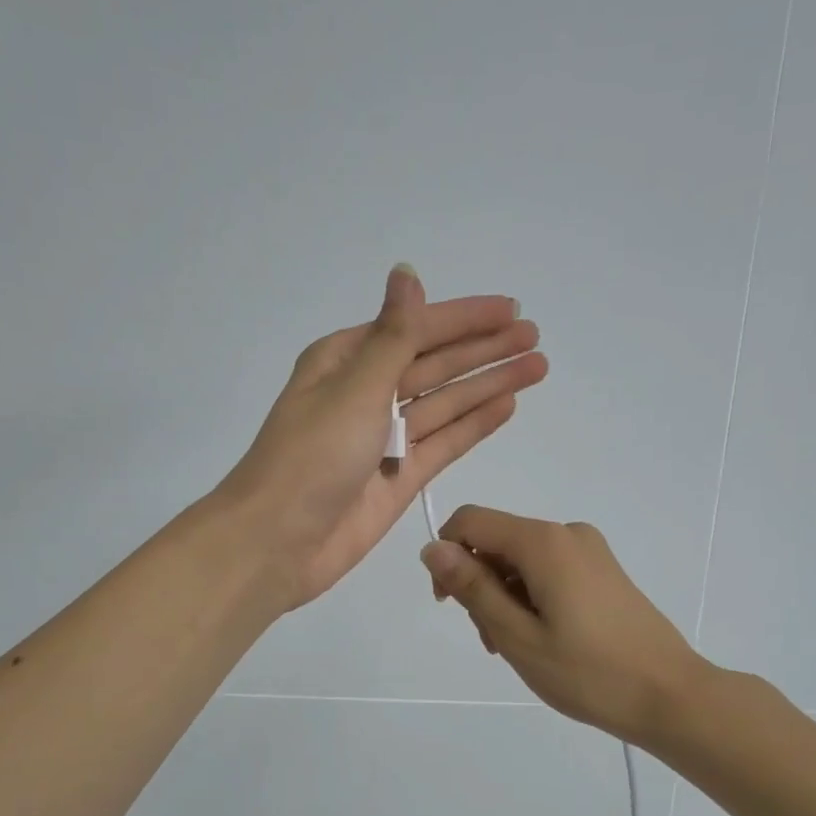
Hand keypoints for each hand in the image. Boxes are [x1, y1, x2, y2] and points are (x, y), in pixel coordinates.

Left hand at [218, 266, 547, 609]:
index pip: (416, 329)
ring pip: (446, 402)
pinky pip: (444, 442)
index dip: (464, 318)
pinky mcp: (400, 477)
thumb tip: (407, 274)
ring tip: (537, 366)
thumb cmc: (311, 456)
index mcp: (345, 361)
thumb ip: (394, 337)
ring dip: (488, 383)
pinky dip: (474, 424)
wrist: (278, 542)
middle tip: (534, 334)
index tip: (511, 308)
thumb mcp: (355, 387)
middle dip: (484, 348)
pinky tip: (506, 405)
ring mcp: (386, 438)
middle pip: (436, 363)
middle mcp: (367, 393)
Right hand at [418, 506, 709, 747]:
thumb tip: (432, 547)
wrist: (670, 696)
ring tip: (518, 649)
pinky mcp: (603, 571)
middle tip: (492, 642)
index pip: (471, 521)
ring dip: (505, 597)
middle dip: (480, 584)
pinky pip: (549, 571)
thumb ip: (472, 587)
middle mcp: (567, 533)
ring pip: (522, 561)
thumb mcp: (517, 635)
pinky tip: (542, 640)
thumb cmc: (588, 672)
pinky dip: (532, 598)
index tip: (449, 605)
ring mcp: (590, 551)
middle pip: (498, 542)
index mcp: (543, 542)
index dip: (447, 556)